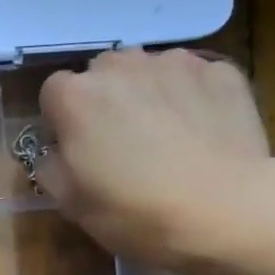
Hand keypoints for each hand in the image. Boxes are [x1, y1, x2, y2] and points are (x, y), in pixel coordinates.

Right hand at [34, 47, 270, 274]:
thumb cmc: (134, 212)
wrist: (223, 210)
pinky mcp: (220, 71)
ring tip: (166, 138)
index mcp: (76, 97)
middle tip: (121, 145)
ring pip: (149, 72)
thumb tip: (56, 152)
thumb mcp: (71, 204)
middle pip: (102, 74)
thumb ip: (51, 168)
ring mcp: (175, 63)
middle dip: (105, 102)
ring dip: (148, 95)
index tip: (77, 150)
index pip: (53, 93)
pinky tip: (201, 135)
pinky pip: (193, 80)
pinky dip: (191, 99)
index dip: (62, 122)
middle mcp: (121, 65)